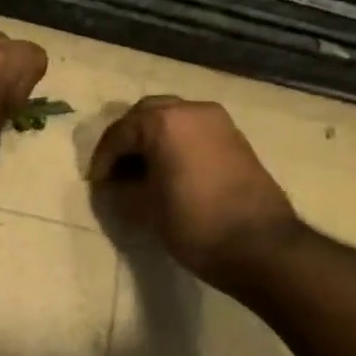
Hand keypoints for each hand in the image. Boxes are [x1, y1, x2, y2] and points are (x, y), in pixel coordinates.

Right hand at [89, 96, 300, 285]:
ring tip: (139, 173)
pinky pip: (193, 132)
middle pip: (146, 115)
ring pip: (172, 121)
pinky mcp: (235, 138)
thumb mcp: (145, 209)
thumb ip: (120, 191)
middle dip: (126, 141)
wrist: (260, 245)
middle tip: (114, 171)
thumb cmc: (194, 223)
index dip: (103, 159)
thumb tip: (112, 185)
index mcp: (165, 121)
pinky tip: (167, 173)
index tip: (95, 184)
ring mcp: (218, 122)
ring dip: (151, 141)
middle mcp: (192, 110)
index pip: (120, 133)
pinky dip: (175, 145)